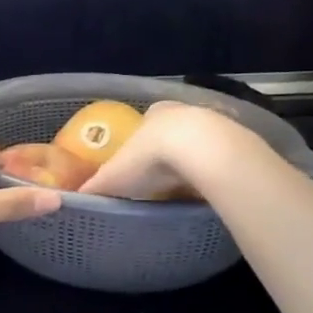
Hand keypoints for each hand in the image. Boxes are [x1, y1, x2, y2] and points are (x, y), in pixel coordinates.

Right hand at [78, 102, 253, 200]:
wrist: (203, 151)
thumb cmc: (151, 158)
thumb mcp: (114, 175)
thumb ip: (96, 186)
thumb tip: (75, 200)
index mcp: (153, 114)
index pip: (145, 122)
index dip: (140, 142)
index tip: (138, 163)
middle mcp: (183, 112)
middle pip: (173, 132)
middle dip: (168, 152)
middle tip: (160, 179)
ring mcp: (213, 124)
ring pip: (199, 144)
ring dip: (193, 161)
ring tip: (184, 189)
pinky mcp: (237, 141)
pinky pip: (221, 158)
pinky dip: (213, 171)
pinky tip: (207, 189)